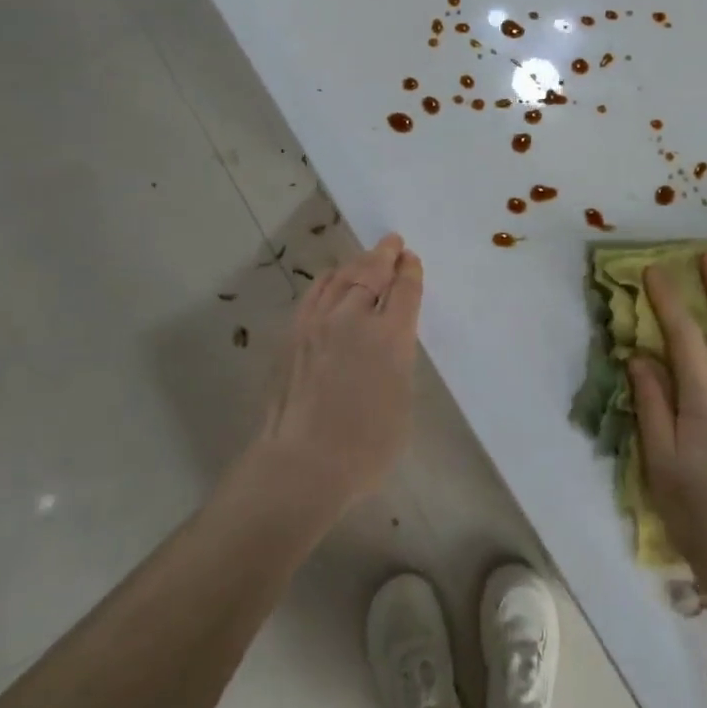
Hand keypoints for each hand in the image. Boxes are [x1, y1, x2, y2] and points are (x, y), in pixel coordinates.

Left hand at [258, 233, 423, 510]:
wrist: (303, 464)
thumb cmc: (365, 447)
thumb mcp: (402, 402)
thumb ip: (398, 362)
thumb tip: (389, 344)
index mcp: (391, 337)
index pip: (405, 290)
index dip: (410, 272)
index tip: (412, 259)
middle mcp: (355, 319)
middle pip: (373, 273)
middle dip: (386, 255)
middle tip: (393, 242)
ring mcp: (320, 323)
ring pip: (341, 277)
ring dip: (358, 262)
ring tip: (368, 256)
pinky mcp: (294, 334)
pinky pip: (314, 293)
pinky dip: (329, 279)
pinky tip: (333, 278)